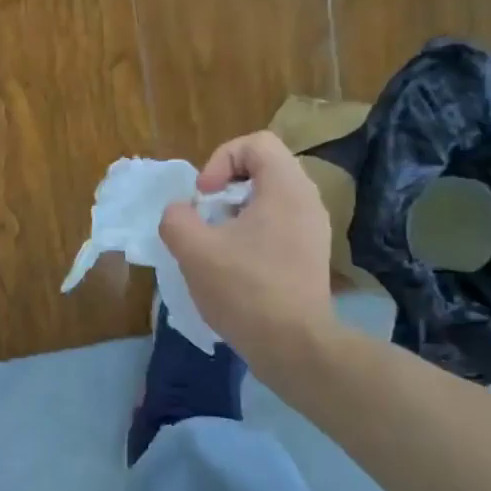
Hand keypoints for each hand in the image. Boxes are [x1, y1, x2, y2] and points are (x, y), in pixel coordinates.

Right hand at [159, 132, 334, 374]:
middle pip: (264, 168)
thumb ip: (177, 219)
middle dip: (226, 186)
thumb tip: (181, 213)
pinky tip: (235, 264)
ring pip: (270, 198)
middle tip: (207, 216)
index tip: (204, 196)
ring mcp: (314, 230)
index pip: (256, 143)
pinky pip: (279, 224)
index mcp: (286, 188)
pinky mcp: (311, 256)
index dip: (221, 160)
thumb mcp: (194, 250)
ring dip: (236, 211)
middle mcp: (307, 201)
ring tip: (216, 241)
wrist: (295, 347)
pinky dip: (253, 232)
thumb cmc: (246, 290)